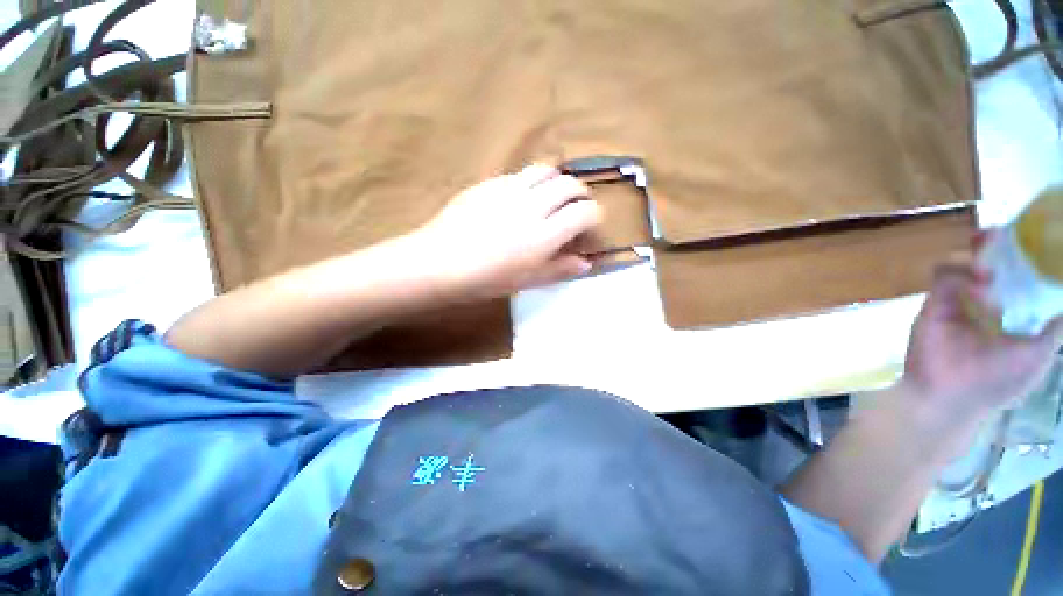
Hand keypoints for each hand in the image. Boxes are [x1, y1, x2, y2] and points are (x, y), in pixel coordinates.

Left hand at [409, 165, 601, 300]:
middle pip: (570, 184)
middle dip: (580, 195)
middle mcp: (532, 206)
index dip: (594, 218)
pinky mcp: (490, 183)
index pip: (586, 212)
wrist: (440, 263)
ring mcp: (510, 189)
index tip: (588, 228)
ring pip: (547, 170)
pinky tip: (522, 198)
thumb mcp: (527, 281)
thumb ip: (560, 269)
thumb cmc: (486, 280)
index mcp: (544, 236)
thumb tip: (586, 263)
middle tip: (575, 210)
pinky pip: (520, 173)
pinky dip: (532, 182)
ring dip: (558, 181)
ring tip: (552, 197)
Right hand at [902, 252, 1062, 425]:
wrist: (950, 395)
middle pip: (989, 263)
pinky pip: (943, 275)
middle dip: (995, 246)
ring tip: (989, 269)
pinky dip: (959, 271)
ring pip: (963, 264)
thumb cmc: (998, 381)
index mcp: (1010, 314)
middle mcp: (985, 302)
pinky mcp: (934, 301)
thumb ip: (1054, 331)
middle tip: (1002, 233)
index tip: (1032, 242)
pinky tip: (976, 282)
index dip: (1023, 258)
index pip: (1017, 278)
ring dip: (978, 257)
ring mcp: (958, 301)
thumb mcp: (1037, 357)